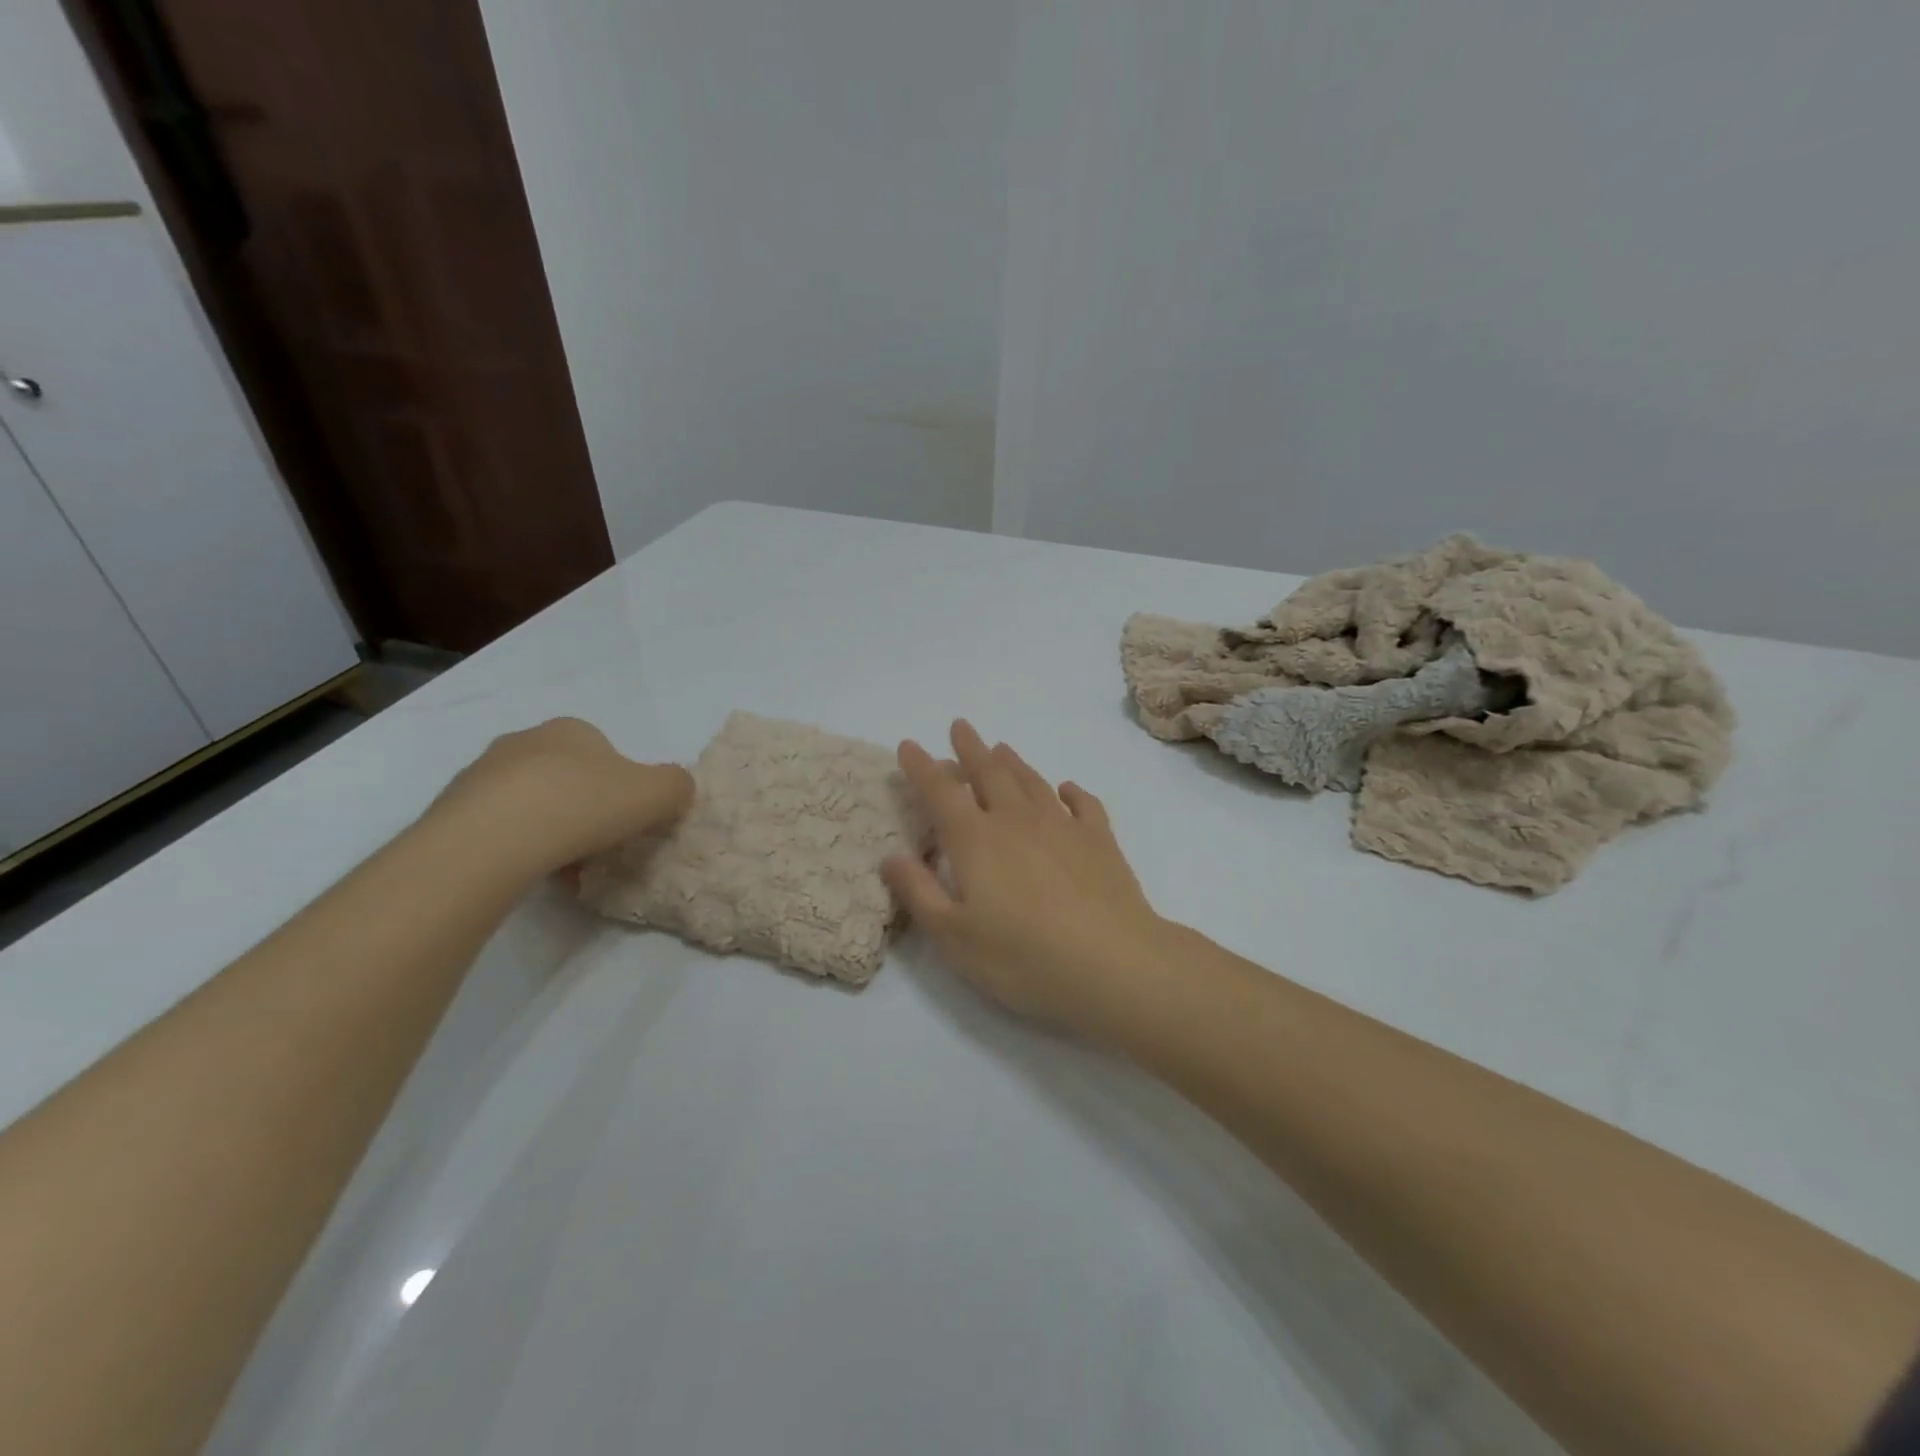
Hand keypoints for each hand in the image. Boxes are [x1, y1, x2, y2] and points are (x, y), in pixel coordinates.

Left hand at [425, 718, 693, 879]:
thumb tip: (676, 789)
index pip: (607, 753)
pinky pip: (498, 828)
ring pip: (531, 803)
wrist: (490, 840)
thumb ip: (677, 786)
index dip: (623, 787)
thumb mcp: (658, 794)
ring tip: (563, 866)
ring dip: (550, 830)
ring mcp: (481, 773)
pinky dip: (517, 848)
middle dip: (584, 808)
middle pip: (568, 777)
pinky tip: (528, 871)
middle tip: (598, 844)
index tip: (626, 820)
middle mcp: (525, 741)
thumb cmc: (583, 805)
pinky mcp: (452, 809)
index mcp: (573, 729)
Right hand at [882, 721, 1168, 1035]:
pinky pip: (1083, 802)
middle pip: (989, 773)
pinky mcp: (1100, 840)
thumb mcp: (954, 937)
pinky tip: (1066, 789)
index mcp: (976, 840)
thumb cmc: (1024, 957)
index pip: (940, 792)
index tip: (909, 745)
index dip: (921, 767)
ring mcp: (1063, 825)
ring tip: (1001, 748)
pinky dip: (1070, 791)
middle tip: (960, 727)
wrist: (1114, 964)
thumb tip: (892, 856)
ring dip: (1013, 762)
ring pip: (1032, 781)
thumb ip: (919, 893)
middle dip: (970, 748)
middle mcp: (1017, 820)